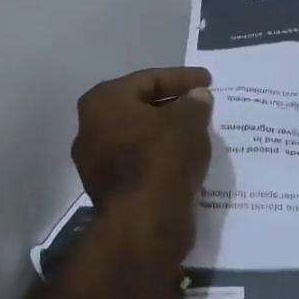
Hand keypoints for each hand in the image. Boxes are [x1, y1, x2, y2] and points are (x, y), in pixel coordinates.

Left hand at [71, 67, 213, 220]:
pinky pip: (140, 163)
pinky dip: (162, 157)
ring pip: (139, 138)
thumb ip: (194, 103)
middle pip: (140, 108)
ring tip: (198, 133)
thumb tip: (196, 97)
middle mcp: (90, 128)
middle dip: (172, 106)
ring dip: (167, 134)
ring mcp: (95, 162)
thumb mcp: (189, 121)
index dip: (182, 78)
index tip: (209, 81)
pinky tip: (185, 159)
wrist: (145, 221)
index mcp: (103, 101)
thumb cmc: (163, 157)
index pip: (149, 79)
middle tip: (202, 106)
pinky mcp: (109, 190)